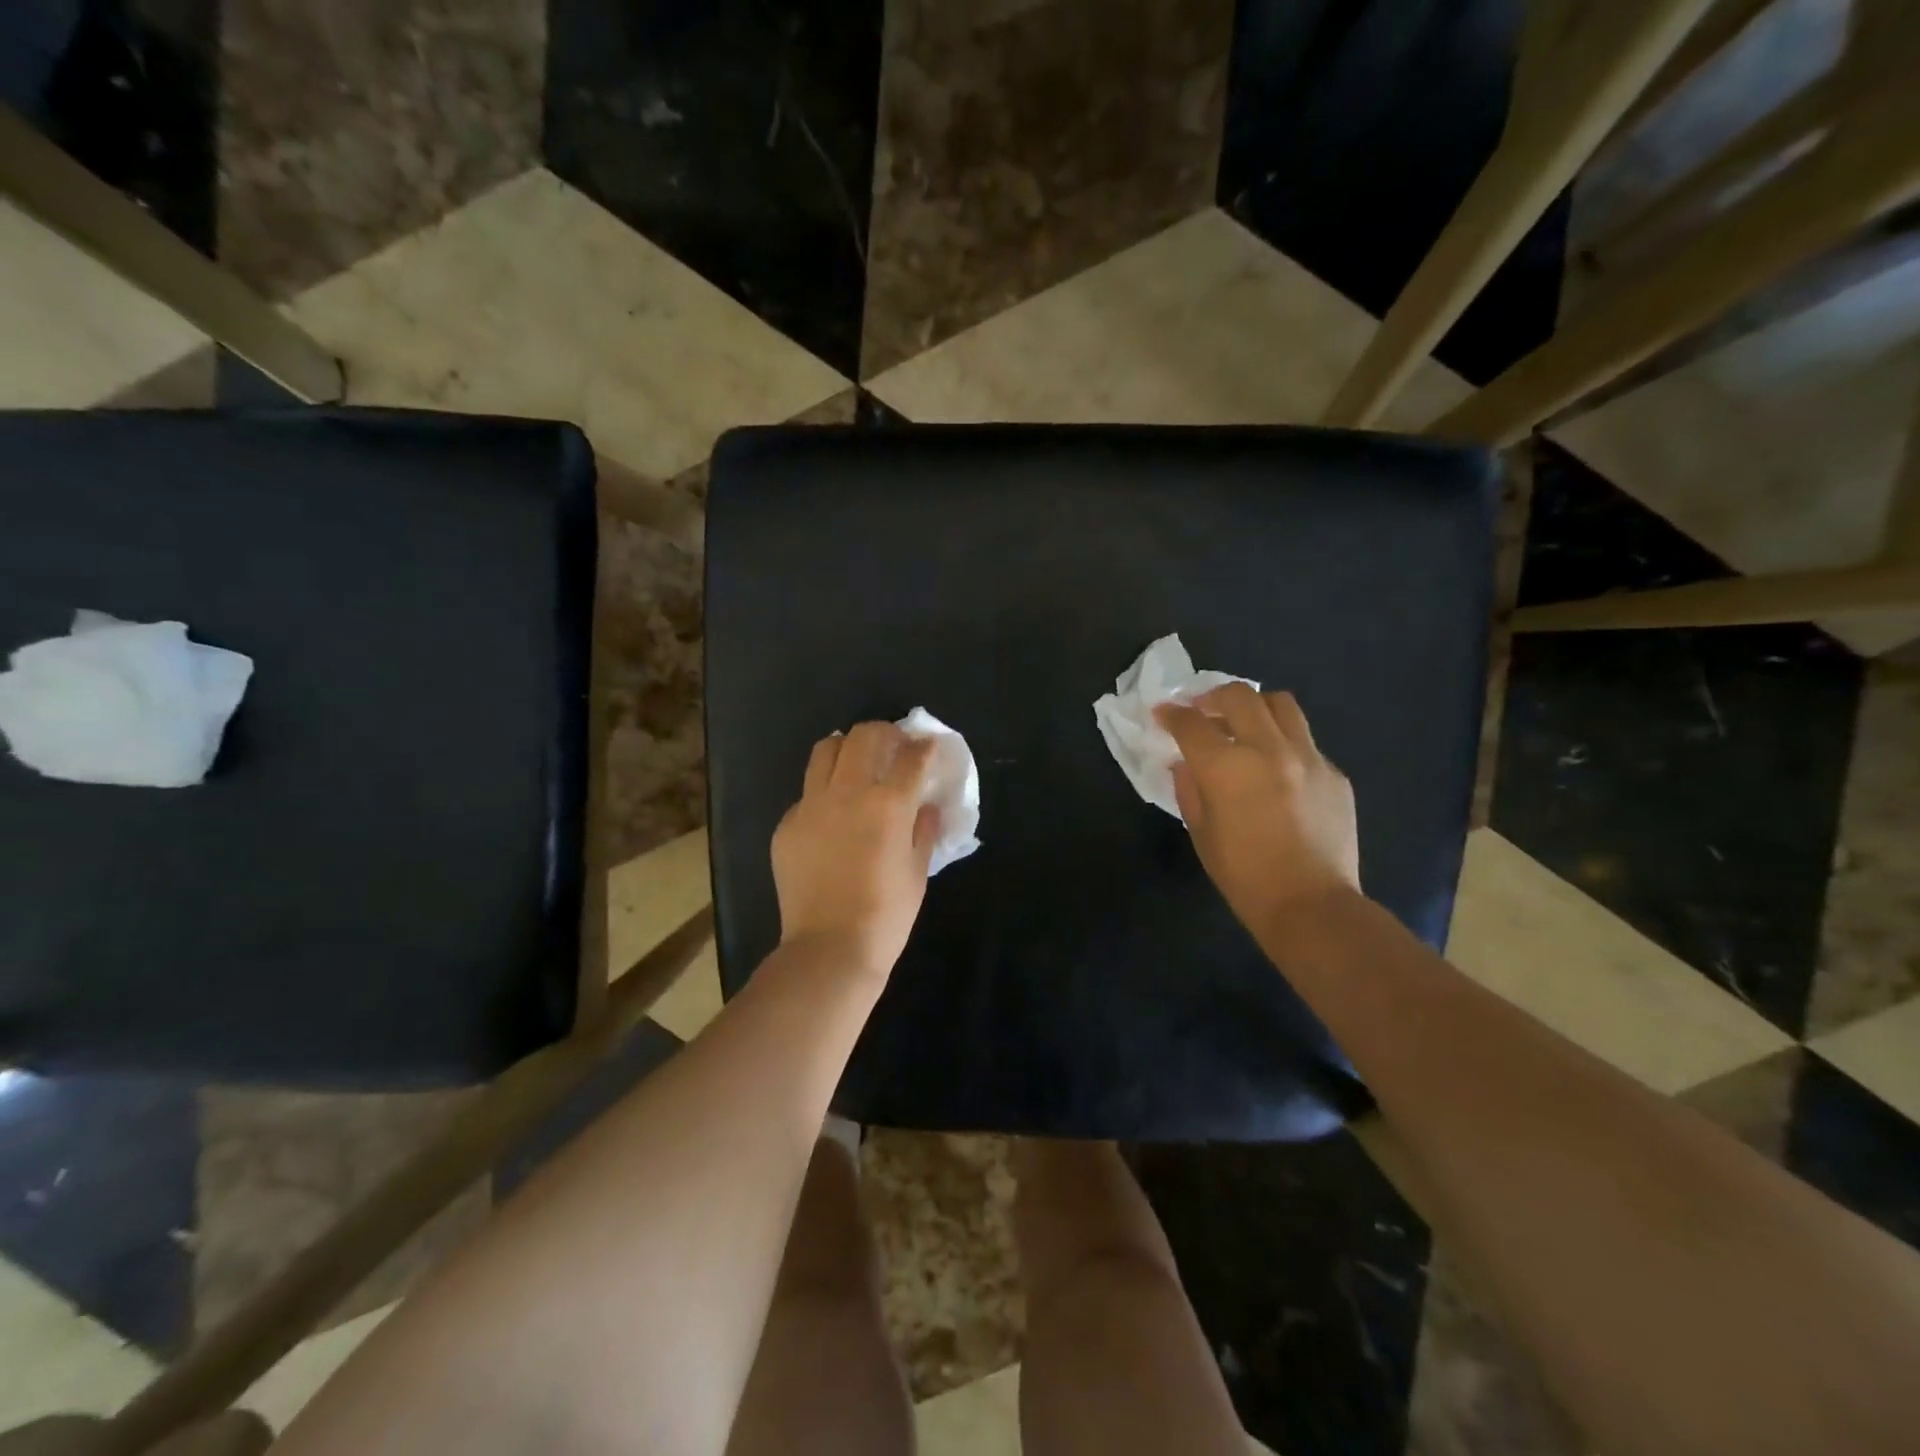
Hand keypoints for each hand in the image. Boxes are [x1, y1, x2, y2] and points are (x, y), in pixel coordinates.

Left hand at [772, 722, 940, 978]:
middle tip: (894, 746)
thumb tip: (926, 806)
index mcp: (887, 804)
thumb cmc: (886, 916)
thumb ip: (924, 830)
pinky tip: (833, 814)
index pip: (911, 757)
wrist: (829, 950)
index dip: (925, 746)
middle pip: (864, 736)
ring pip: (826, 750)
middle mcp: (847, 793)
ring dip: (847, 748)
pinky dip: (824, 790)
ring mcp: (810, 806)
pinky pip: (807, 792)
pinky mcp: (786, 825)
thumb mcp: (917, 871)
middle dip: (884, 733)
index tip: (929, 747)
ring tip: (857, 763)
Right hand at [1154, 684, 1360, 935]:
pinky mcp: (1334, 773)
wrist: (1311, 905)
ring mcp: (1308, 757)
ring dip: (1254, 707)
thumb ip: (1190, 789)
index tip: (1163, 714)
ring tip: (1243, 724)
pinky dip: (1283, 743)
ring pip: (1280, 704)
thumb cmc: (1244, 875)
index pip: (1191, 723)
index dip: (1171, 714)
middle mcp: (1268, 749)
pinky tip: (1277, 769)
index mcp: (1227, 767)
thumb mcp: (1201, 832)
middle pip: (1238, 696)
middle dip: (1212, 697)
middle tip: (1202, 711)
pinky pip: (1304, 741)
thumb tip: (1186, 763)